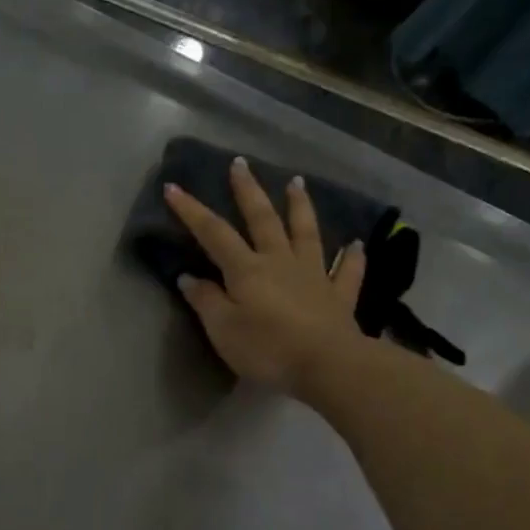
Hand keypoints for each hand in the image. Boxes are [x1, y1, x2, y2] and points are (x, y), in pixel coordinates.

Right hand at [164, 157, 370, 396]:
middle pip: (262, 219)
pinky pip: (347, 271)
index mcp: (246, 269)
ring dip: (300, 206)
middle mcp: (280, 261)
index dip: (191, 210)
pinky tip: (356, 244)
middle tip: (240, 163)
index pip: (213, 233)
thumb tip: (189, 277)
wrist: (326, 365)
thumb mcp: (222, 329)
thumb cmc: (266, 348)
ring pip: (306, 232)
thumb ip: (206, 301)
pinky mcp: (338, 296)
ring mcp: (313, 275)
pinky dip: (351, 256)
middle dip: (248, 191)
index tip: (174, 186)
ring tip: (296, 182)